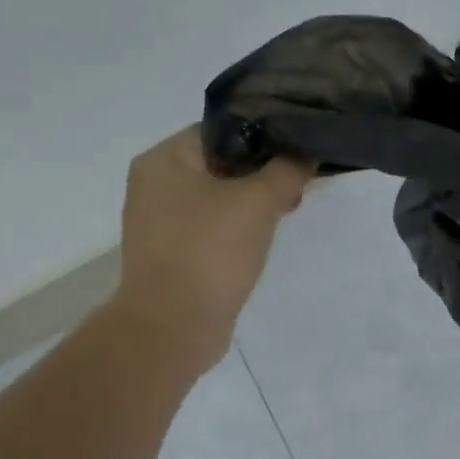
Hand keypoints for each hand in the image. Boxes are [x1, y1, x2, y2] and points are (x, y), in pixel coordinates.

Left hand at [113, 126, 311, 370]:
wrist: (173, 328)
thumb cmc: (210, 253)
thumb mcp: (257, 202)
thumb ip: (286, 170)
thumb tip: (304, 154)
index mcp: (163, 160)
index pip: (220, 129)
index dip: (263, 134)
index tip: (299, 148)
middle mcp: (155, 185)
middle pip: (220, 164)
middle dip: (262, 172)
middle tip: (299, 183)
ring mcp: (160, 223)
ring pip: (218, 198)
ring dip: (253, 202)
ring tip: (289, 209)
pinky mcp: (173, 255)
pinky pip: (211, 229)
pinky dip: (238, 229)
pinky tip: (265, 238)